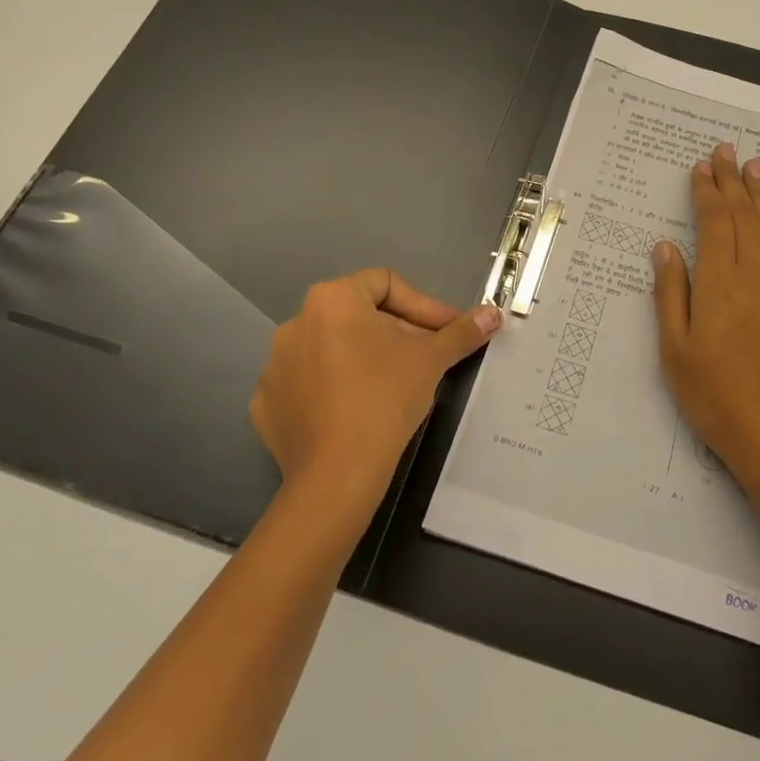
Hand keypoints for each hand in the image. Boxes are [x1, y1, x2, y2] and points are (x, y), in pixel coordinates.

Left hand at [250, 270, 500, 523]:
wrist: (336, 475)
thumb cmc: (385, 399)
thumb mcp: (431, 360)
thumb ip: (461, 332)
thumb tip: (492, 314)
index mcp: (332, 299)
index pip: (386, 284)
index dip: (424, 306)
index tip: (447, 331)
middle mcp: (296, 321)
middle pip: (360, 315)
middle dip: (398, 333)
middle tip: (427, 359)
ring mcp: (276, 364)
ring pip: (333, 348)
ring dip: (366, 358)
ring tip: (394, 385)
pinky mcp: (267, 402)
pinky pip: (309, 382)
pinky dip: (334, 388)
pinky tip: (356, 409)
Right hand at [650, 142, 759, 503]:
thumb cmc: (717, 399)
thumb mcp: (676, 351)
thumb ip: (671, 293)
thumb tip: (665, 246)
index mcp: (720, 284)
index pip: (715, 222)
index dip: (708, 191)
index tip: (701, 166)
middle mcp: (758, 275)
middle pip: (747, 216)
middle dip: (735, 181)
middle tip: (728, 150)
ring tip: (755, 167)